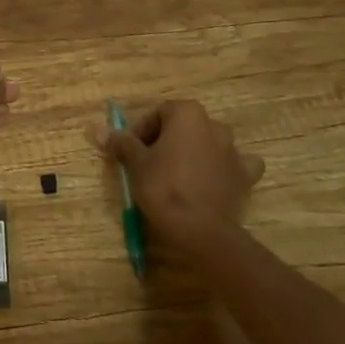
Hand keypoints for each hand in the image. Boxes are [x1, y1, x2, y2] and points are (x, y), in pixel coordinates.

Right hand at [88, 99, 263, 244]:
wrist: (201, 230)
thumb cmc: (164, 187)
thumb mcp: (136, 163)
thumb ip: (122, 142)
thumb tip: (99, 129)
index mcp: (187, 113)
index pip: (158, 113)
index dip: (142, 132)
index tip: (132, 152)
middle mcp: (213, 124)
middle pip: (183, 126)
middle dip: (167, 141)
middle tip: (150, 164)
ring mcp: (233, 150)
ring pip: (209, 143)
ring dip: (195, 152)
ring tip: (178, 175)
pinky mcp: (245, 175)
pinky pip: (235, 165)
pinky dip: (225, 169)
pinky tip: (215, 180)